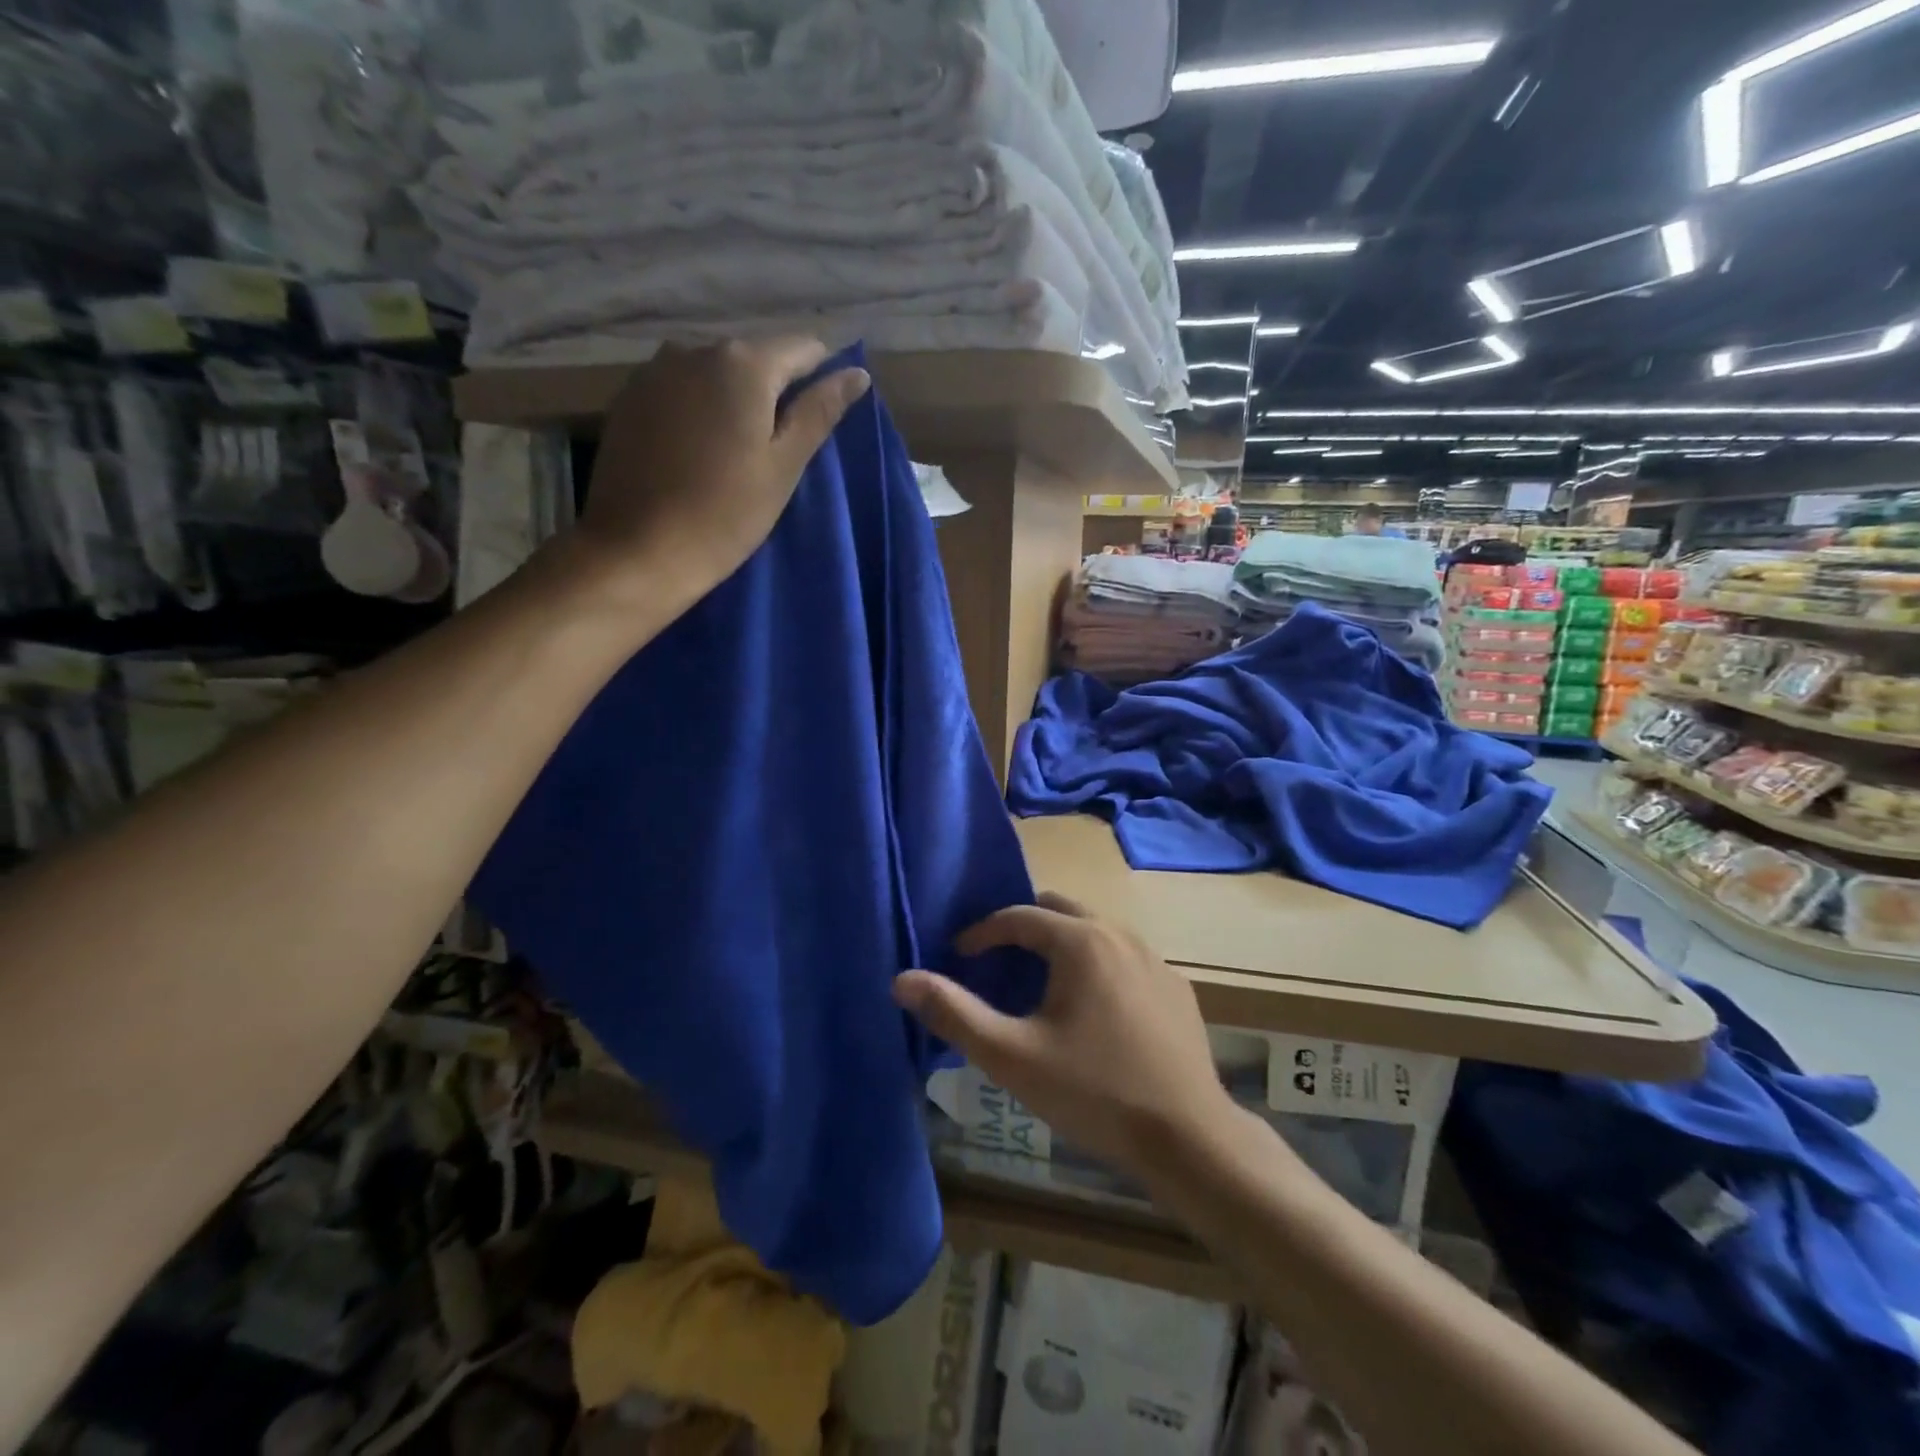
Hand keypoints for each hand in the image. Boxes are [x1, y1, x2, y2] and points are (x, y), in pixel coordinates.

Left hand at [579, 338, 870, 607]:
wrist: (638, 549)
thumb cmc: (726, 513)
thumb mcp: (784, 465)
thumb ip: (819, 412)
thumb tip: (857, 373)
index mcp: (743, 363)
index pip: (802, 349)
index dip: (820, 379)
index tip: (819, 421)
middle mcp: (694, 349)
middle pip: (754, 360)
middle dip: (773, 393)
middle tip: (777, 451)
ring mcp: (655, 371)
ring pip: (714, 375)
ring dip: (733, 402)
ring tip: (735, 454)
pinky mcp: (629, 398)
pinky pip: (681, 392)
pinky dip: (698, 412)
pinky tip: (696, 454)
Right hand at [894, 894, 1234, 1176]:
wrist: (1189, 1138)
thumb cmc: (1094, 1092)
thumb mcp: (1012, 1057)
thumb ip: (955, 1013)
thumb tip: (902, 979)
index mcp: (1080, 941)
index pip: (1018, 916)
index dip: (982, 932)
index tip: (959, 955)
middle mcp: (1120, 934)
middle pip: (1059, 910)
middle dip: (1023, 928)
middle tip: (997, 962)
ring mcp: (1154, 959)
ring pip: (1095, 931)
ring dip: (1062, 945)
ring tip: (1040, 986)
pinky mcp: (1176, 988)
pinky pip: (1125, 958)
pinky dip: (1097, 966)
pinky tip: (1093, 1012)